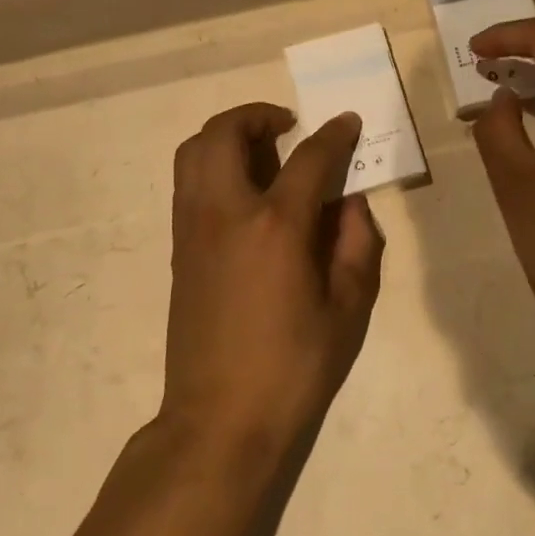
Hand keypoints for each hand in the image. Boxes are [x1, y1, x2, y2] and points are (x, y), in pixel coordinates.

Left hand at [161, 104, 385, 457]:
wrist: (219, 419)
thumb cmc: (293, 368)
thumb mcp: (347, 309)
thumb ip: (356, 244)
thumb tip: (350, 203)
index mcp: (275, 227)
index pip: (309, 158)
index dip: (334, 134)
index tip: (348, 122)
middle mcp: (226, 213)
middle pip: (226, 133)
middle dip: (258, 115)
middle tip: (288, 127)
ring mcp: (193, 228)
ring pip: (194, 151)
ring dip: (227, 135)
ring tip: (262, 151)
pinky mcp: (178, 248)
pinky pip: (188, 182)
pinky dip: (211, 164)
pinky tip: (243, 192)